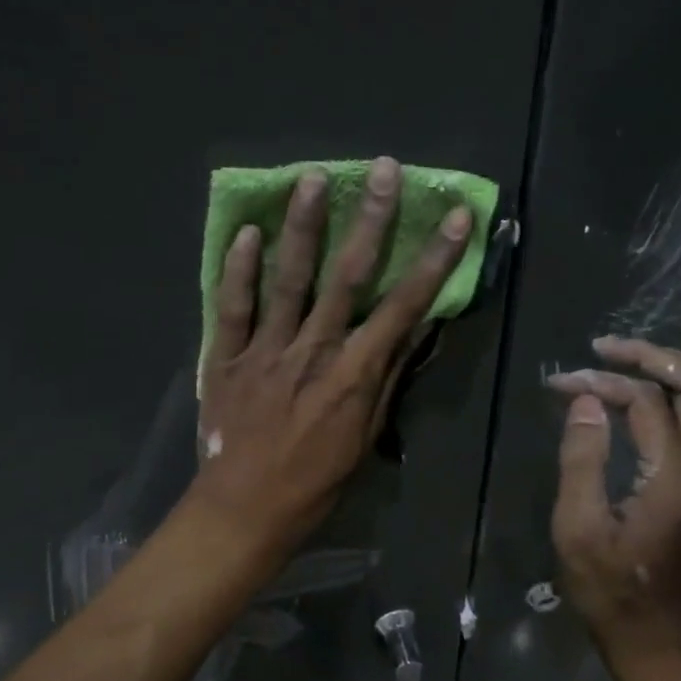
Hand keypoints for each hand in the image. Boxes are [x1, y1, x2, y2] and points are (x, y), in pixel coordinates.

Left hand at [193, 156, 472, 554]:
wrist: (245, 510)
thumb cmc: (315, 482)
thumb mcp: (365, 437)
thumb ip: (386, 378)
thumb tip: (413, 329)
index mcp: (354, 374)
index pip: (404, 306)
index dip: (434, 259)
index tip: (454, 216)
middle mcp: (313, 351)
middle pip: (347, 277)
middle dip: (371, 220)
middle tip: (383, 170)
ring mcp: (266, 351)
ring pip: (288, 279)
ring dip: (303, 227)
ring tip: (312, 178)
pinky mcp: (226, 358)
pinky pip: (232, 307)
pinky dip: (239, 270)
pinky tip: (248, 233)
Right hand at [546, 340, 680, 669]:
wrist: (654, 636)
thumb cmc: (607, 587)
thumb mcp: (578, 526)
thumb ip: (582, 458)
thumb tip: (587, 401)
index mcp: (674, 476)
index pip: (646, 401)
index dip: (601, 383)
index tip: (559, 384)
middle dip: (652, 356)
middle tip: (605, 349)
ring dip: (674, 371)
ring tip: (627, 363)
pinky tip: (645, 399)